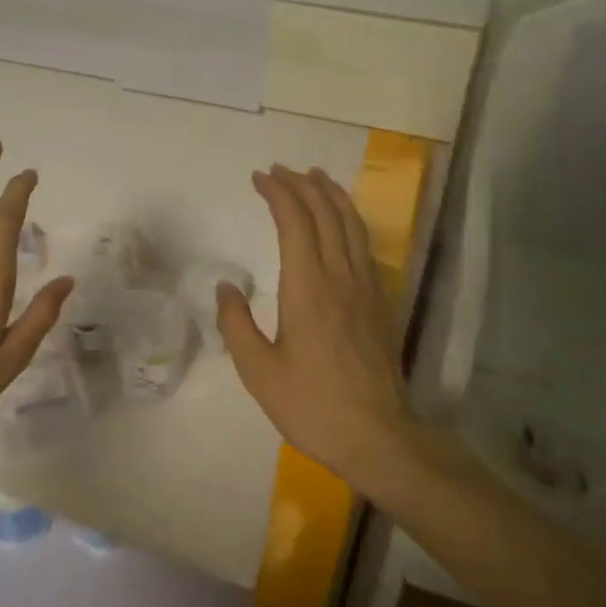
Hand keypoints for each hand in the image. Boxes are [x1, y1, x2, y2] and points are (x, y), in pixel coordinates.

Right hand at [217, 165, 417, 489]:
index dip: (278, 193)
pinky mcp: (379, 304)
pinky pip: (364, 247)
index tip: (260, 177)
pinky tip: (342, 225)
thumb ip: (236, 324)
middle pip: (326, 214)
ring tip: (315, 177)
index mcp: (308, 287)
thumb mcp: (258, 371)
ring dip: (332, 196)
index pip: (295, 222)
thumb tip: (226, 286)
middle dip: (303, 185)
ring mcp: (366, 289)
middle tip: (281, 170)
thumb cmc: (311, 405)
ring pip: (352, 226)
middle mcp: (340, 277)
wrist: (377, 436)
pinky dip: (349, 222)